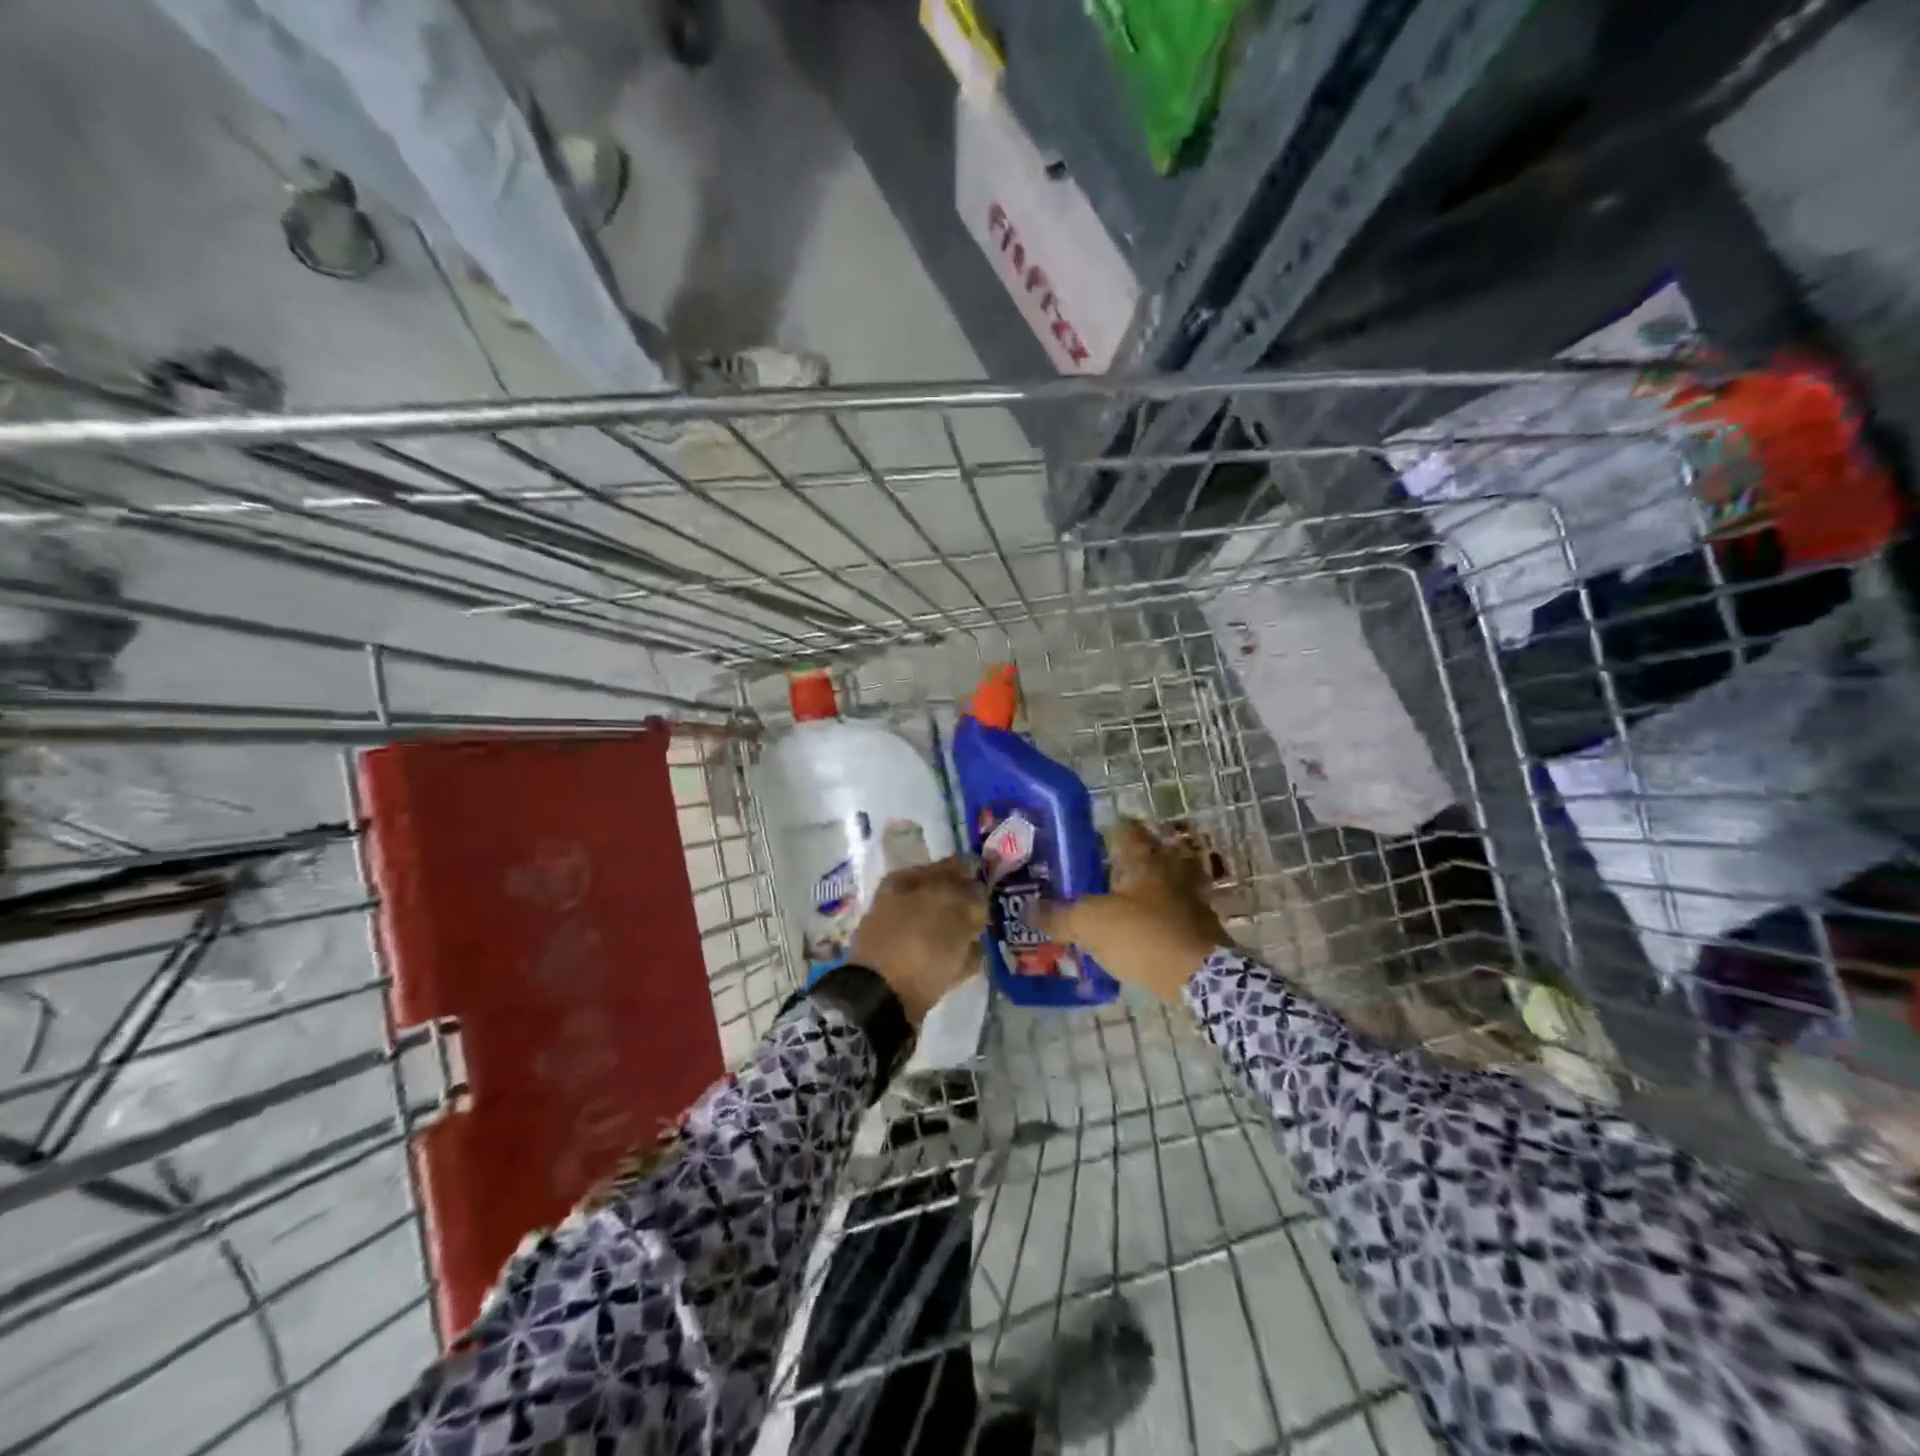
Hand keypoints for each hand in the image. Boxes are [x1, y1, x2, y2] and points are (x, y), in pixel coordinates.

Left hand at [850, 857, 987, 1025]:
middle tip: (992, 915)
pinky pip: (935, 956)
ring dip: (962, 934)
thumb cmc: (919, 944)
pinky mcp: (901, 968)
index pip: (949, 867)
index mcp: (905, 880)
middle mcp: (897, 903)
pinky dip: (952, 958)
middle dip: (968, 907)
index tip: (995, 883)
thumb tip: (978, 890)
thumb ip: (971, 895)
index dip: (973, 873)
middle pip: (943, 899)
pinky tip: (971, 963)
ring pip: (940, 928)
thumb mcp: (954, 911)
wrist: (881, 1001)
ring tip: (984, 940)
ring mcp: (897, 937)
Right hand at [1036, 820, 1228, 1002]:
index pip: (1122, 830)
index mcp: (1142, 859)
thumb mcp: (1089, 924)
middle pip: (1139, 859)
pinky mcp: (1197, 929)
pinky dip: (1148, 923)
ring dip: (1132, 897)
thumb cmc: (1142, 936)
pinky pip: (1165, 918)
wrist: (1200, 978)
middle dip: (1114, 868)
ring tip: (1104, 911)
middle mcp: (1167, 871)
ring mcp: (1187, 899)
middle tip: (1085, 879)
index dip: (1101, 832)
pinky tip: (1128, 938)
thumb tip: (1028, 910)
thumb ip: (1057, 916)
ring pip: (1153, 889)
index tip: (1080, 843)